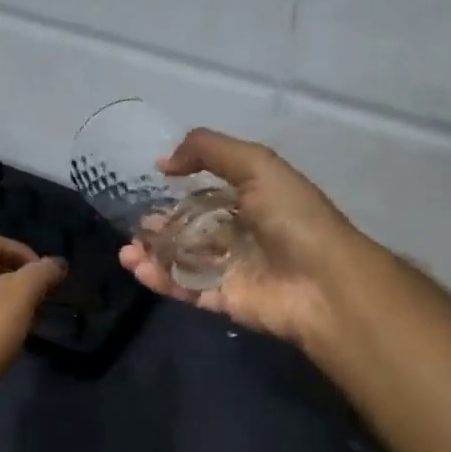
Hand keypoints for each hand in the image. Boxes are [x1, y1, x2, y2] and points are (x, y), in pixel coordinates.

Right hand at [118, 129, 373, 351]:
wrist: (323, 282)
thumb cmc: (292, 218)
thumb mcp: (257, 165)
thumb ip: (209, 152)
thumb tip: (163, 162)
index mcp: (252, 200)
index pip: (208, 194)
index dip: (179, 192)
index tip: (149, 188)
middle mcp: (241, 233)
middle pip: (191, 229)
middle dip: (159, 228)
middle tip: (135, 227)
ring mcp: (232, 269)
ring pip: (183, 260)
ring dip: (153, 255)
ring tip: (127, 253)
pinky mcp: (225, 300)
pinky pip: (187, 288)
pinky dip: (162, 280)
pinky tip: (139, 269)